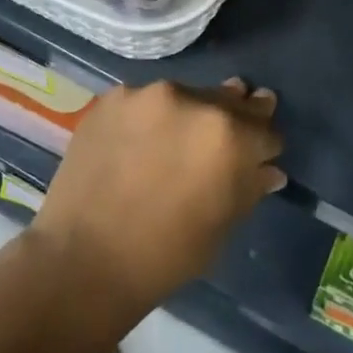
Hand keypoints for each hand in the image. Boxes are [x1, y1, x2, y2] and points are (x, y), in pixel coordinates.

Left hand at [26, 79, 284, 319]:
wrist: (84, 259)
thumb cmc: (166, 255)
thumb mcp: (222, 226)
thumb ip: (250, 187)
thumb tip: (269, 169)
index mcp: (229, 135)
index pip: (265, 128)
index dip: (263, 146)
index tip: (257, 154)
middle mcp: (193, 100)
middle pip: (228, 100)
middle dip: (233, 119)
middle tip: (224, 138)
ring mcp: (148, 94)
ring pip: (185, 97)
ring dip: (189, 114)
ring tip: (175, 142)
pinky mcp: (113, 97)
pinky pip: (145, 102)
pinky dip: (150, 118)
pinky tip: (139, 144)